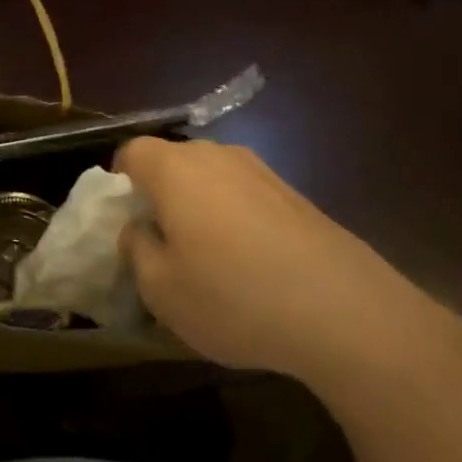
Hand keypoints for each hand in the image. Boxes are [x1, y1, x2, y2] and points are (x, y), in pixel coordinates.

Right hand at [115, 138, 461, 403]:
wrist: (343, 309)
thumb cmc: (234, 296)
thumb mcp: (161, 290)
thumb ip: (136, 250)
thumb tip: (138, 227)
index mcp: (175, 169)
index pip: (131, 152)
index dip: (119, 182)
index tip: (126, 221)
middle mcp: (216, 156)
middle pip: (172, 161)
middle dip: (160, 194)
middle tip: (163, 243)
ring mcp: (260, 170)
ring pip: (211, 178)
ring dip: (200, 207)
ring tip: (210, 258)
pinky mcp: (294, 193)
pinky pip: (246, 195)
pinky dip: (236, 218)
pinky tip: (252, 265)